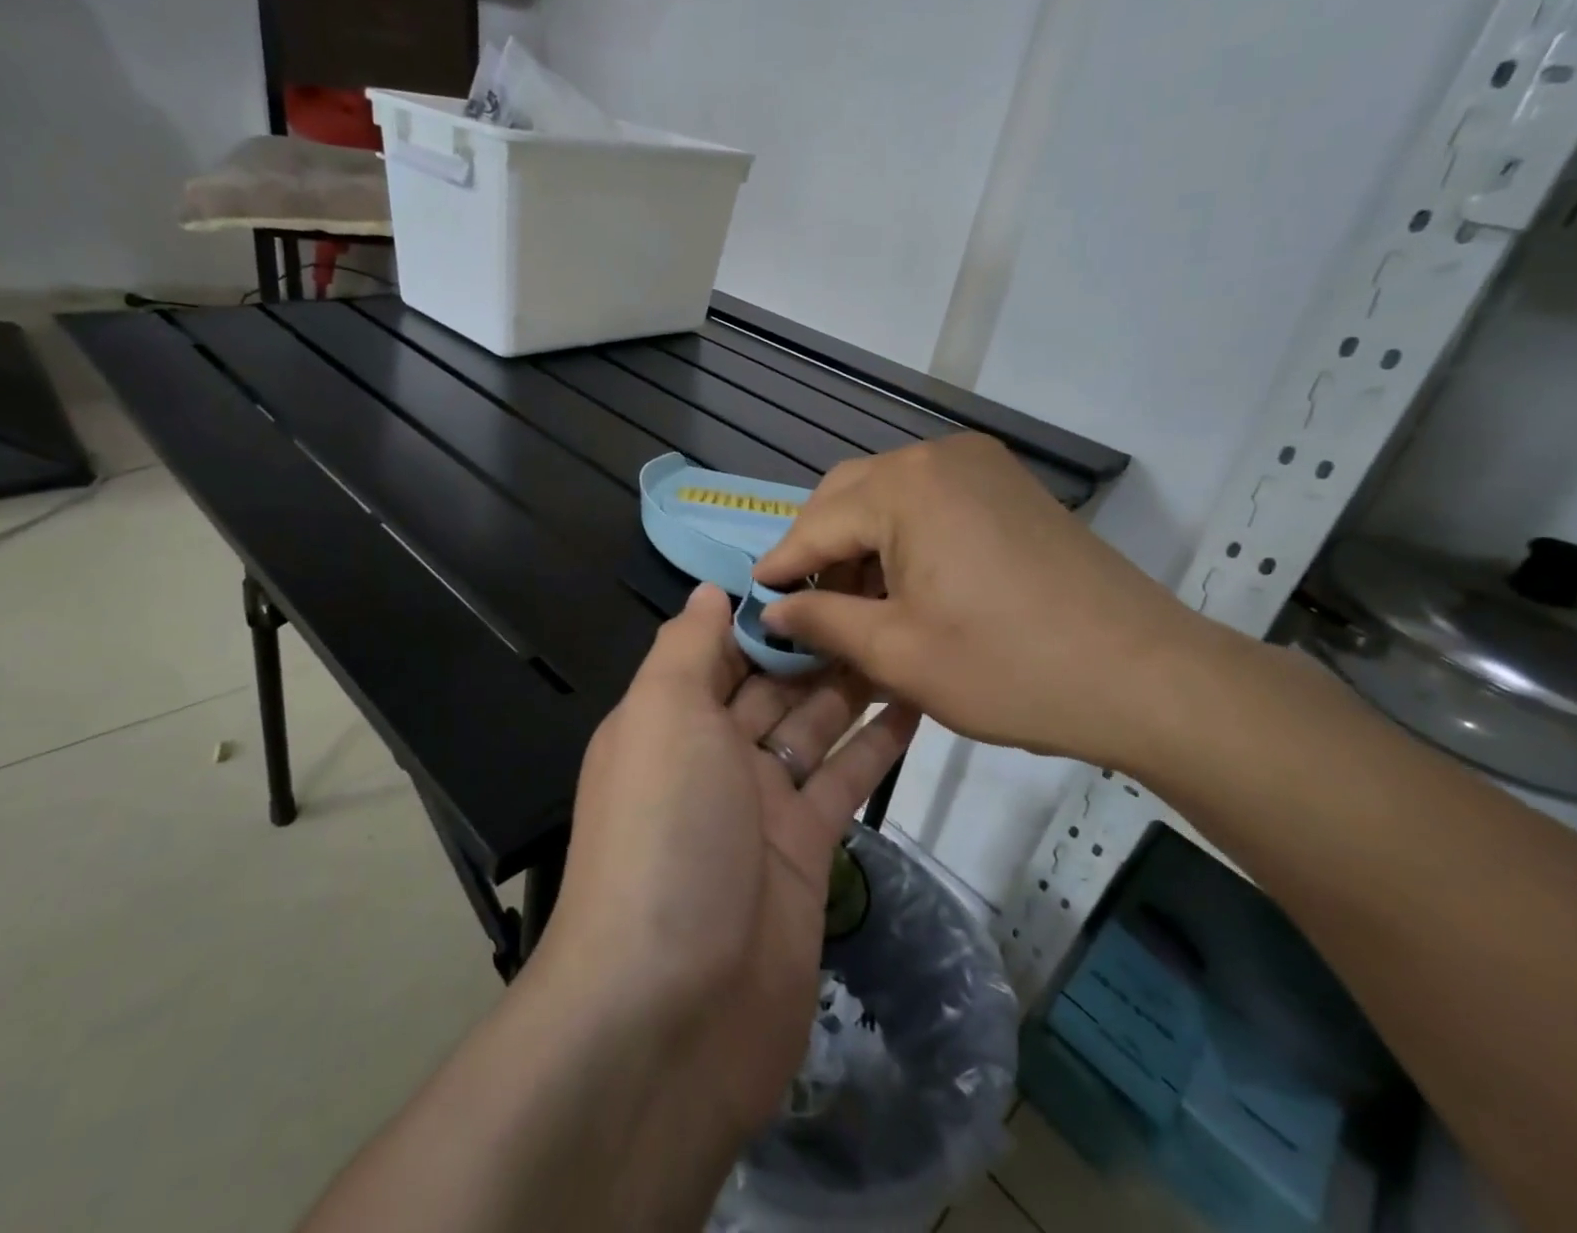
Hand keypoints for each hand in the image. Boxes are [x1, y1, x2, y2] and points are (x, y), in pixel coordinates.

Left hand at [540, 584, 919, 1139]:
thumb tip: (707, 590)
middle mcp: (711, 755)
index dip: (763, 609)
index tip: (821, 567)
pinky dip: (876, 744)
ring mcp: (761, 805)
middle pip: (771, 682)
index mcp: (669, 719)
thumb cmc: (663, 833)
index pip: (719, 648)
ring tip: (905, 633)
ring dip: (852, 684)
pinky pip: (843, 780)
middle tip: (882, 591)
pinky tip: (915, 703)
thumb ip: (685, 648)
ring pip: (813, 725)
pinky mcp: (806, 851)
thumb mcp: (661, 716)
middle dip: (817, 642)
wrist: (674, 1009)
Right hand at [755, 434, 1241, 771]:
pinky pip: (932, 502)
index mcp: (906, 486)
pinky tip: (903, 584)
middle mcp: (940, 457)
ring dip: (861, 542)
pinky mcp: (1010, 488)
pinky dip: (902, 537)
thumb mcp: (898, 653)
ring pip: (890, 496)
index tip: (755, 597)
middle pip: (849, 494)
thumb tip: (772, 609)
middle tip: (802, 603)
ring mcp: (982, 467)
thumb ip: (822, 621)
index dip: (782, 563)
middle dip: (819, 547)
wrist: (1146, 676)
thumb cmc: (1009, 667)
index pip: (817, 522)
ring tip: (852, 603)